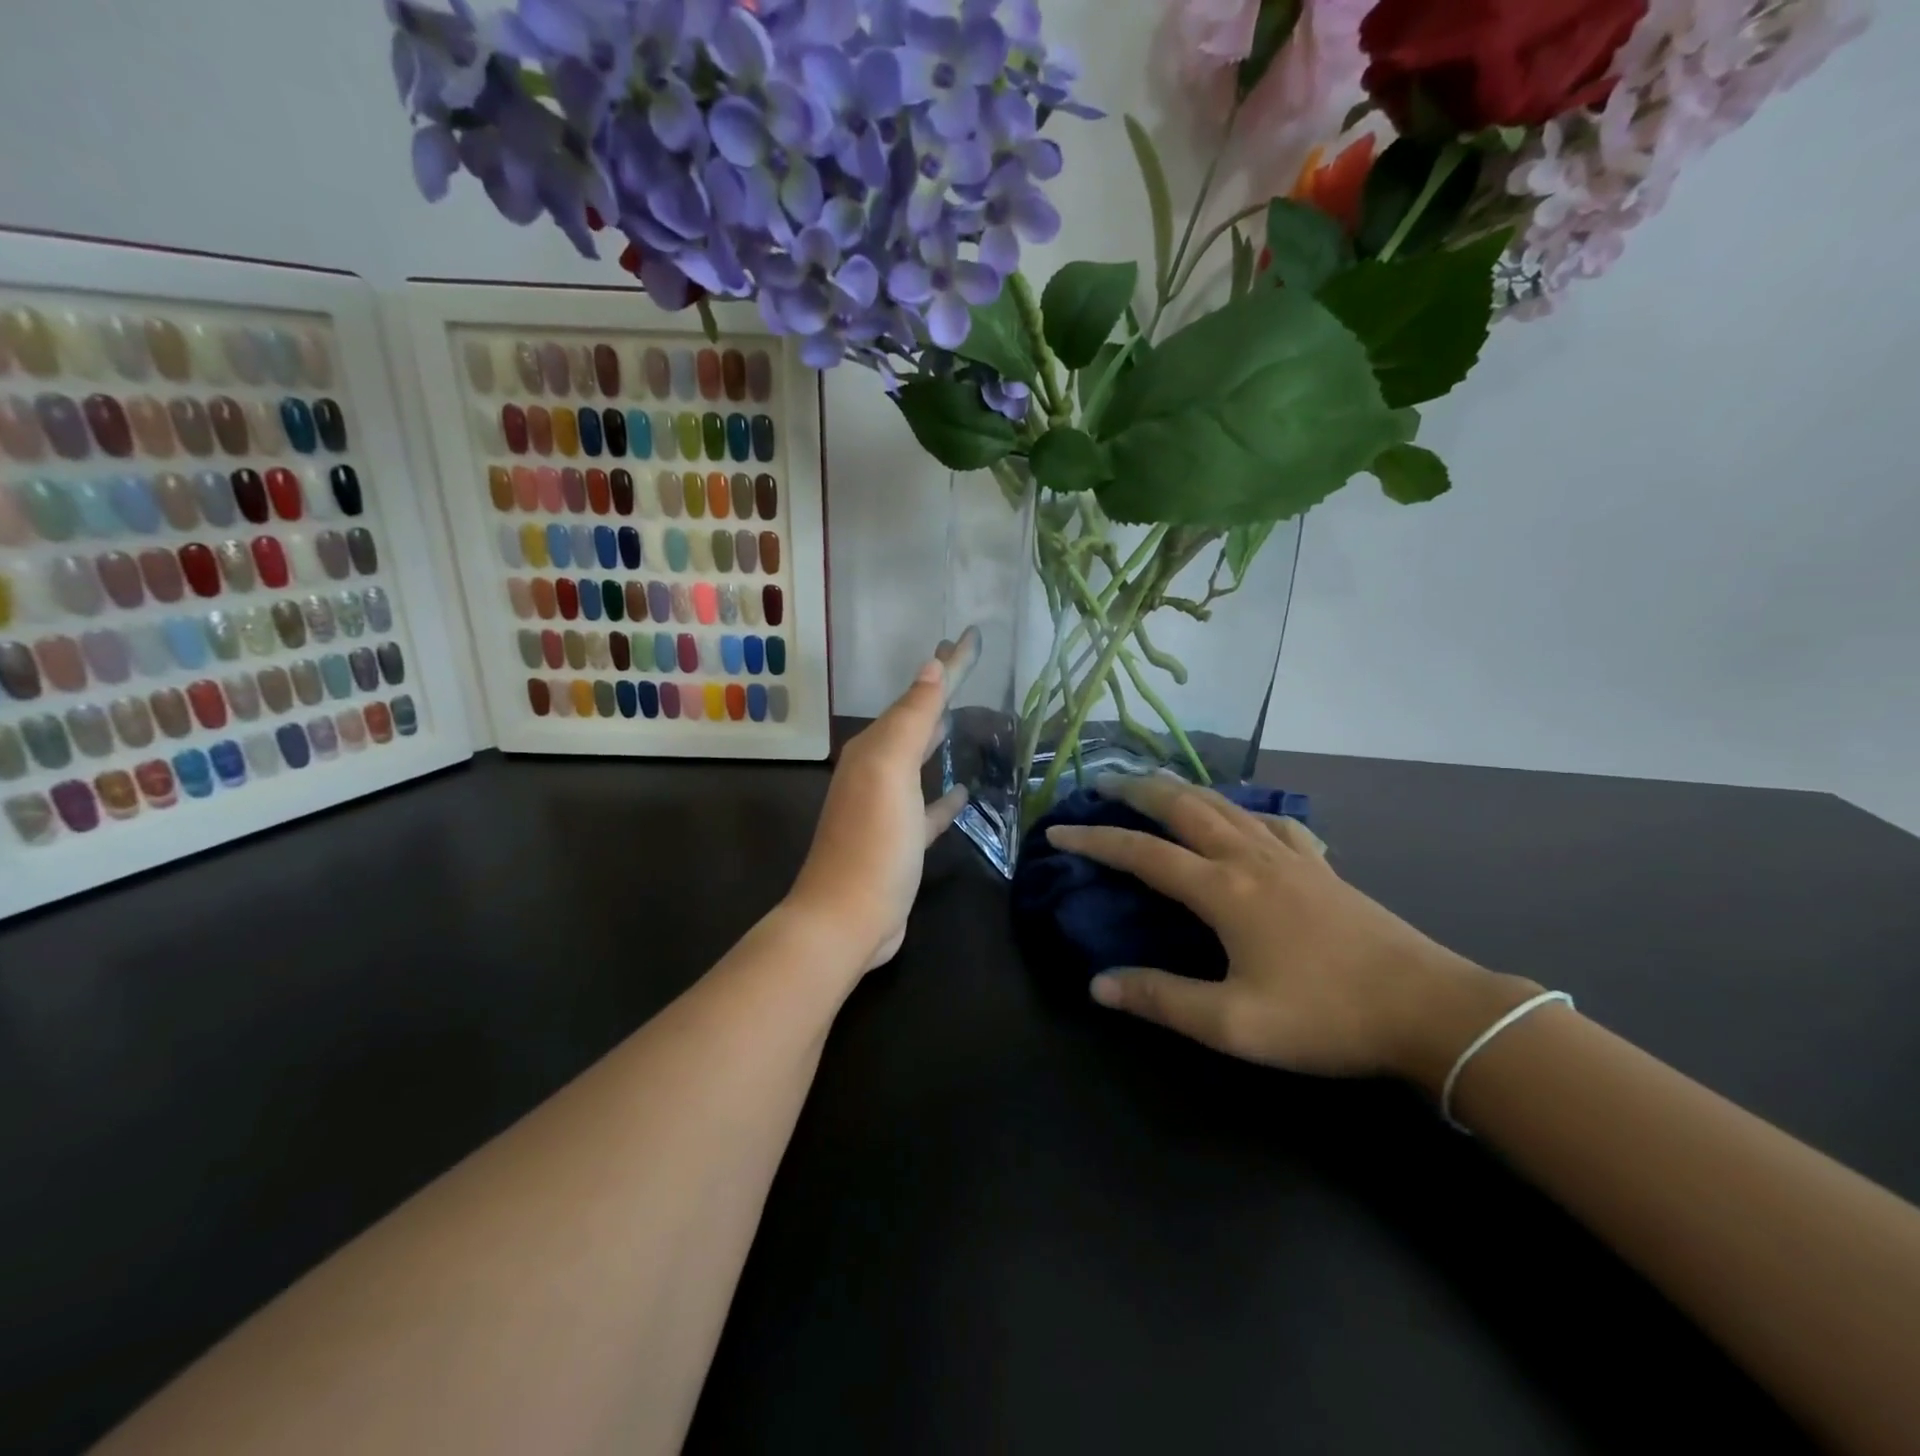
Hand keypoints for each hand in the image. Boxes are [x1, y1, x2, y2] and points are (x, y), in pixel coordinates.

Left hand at [786, 635, 974, 972]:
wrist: (846, 919)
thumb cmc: (872, 841)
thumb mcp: (891, 771)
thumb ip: (912, 719)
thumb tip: (931, 667)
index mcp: (873, 749)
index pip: (917, 695)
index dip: (947, 666)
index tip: (971, 637)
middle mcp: (875, 771)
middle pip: (914, 721)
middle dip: (937, 693)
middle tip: (963, 664)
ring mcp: (886, 808)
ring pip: (918, 760)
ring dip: (937, 738)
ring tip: (963, 718)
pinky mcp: (900, 842)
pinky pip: (926, 809)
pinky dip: (943, 797)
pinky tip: (963, 792)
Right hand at [1047, 773, 1540, 1086]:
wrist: (1429, 1009)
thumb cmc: (1325, 1016)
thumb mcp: (1234, 1024)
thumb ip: (1161, 1000)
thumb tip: (1098, 985)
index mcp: (1223, 891)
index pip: (1143, 853)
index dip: (1096, 839)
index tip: (1058, 831)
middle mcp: (1249, 858)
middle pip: (1182, 806)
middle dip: (1136, 789)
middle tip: (1101, 781)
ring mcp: (1289, 856)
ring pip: (1223, 803)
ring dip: (1181, 789)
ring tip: (1154, 785)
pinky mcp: (1319, 865)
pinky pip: (1267, 819)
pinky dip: (1237, 807)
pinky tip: (1240, 817)